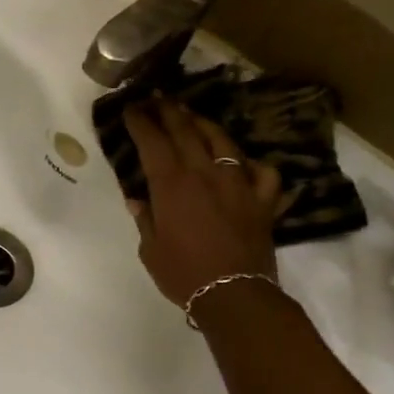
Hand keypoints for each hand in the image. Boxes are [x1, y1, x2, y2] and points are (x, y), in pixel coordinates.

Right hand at [123, 99, 284, 306]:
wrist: (234, 295)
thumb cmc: (182, 273)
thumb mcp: (150, 247)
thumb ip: (145, 217)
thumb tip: (138, 198)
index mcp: (171, 184)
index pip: (152, 141)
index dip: (140, 121)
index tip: (130, 108)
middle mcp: (205, 174)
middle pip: (186, 131)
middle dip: (168, 111)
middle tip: (157, 98)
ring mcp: (238, 184)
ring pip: (222, 142)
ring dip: (204, 124)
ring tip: (192, 116)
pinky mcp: (262, 200)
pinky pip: (262, 172)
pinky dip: (251, 164)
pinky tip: (243, 165)